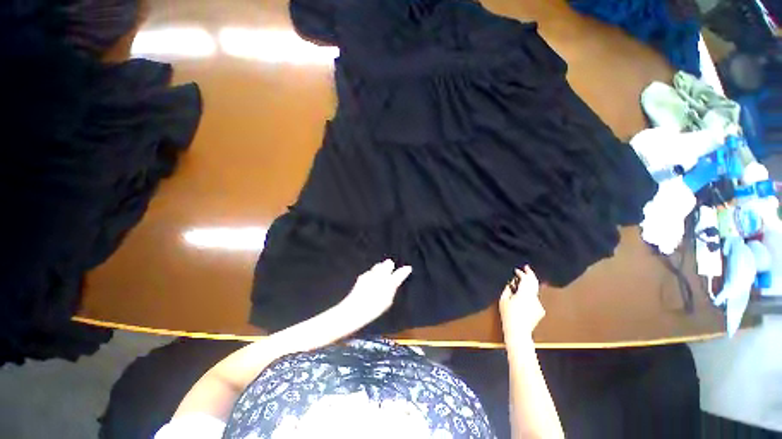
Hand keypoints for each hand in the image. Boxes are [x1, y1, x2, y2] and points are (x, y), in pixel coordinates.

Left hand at [337, 259, 411, 331]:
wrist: (355, 309)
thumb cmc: (374, 308)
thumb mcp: (387, 301)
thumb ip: (392, 290)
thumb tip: (394, 283)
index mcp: (390, 282)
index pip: (400, 273)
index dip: (404, 270)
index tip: (408, 268)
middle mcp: (381, 275)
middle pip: (388, 263)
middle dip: (390, 265)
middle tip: (391, 269)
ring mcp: (371, 274)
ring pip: (378, 266)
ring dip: (381, 268)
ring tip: (381, 274)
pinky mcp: (362, 276)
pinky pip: (370, 272)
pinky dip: (372, 274)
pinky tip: (371, 280)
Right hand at [499, 266, 543, 342]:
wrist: (518, 332)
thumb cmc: (508, 315)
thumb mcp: (503, 300)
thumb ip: (508, 289)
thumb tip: (512, 282)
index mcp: (524, 294)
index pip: (526, 279)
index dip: (521, 273)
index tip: (517, 270)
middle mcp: (534, 297)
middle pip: (535, 282)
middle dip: (531, 274)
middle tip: (527, 267)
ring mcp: (539, 304)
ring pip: (534, 291)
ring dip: (529, 286)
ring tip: (521, 284)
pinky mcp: (541, 310)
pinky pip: (534, 299)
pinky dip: (529, 296)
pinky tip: (523, 300)